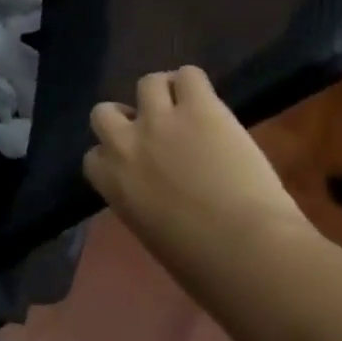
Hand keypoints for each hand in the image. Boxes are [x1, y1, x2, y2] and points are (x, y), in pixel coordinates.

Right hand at [83, 67, 308, 252]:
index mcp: (110, 182)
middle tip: (156, 132)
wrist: (248, 251)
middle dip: (126, 118)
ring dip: (163, 94)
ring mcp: (160, 120)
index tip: (136, 165)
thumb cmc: (202, 266)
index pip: (94, 156)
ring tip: (187, 108)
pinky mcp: (199, 107)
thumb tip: (158, 197)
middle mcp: (125, 143)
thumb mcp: (152, 233)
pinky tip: (208, 101)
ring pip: (147, 82)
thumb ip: (142, 203)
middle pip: (105, 111)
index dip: (115, 156)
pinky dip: (194, 84)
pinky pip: (189, 75)